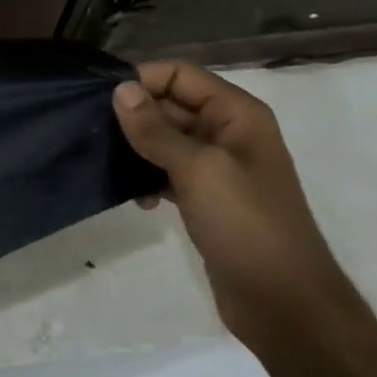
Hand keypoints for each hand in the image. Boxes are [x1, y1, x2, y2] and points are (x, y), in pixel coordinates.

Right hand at [112, 61, 356, 341]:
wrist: (283, 301)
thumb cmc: (246, 224)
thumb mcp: (198, 169)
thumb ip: (156, 128)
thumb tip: (119, 89)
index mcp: (236, 114)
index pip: (178, 75)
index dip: (140, 80)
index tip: (98, 101)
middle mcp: (227, 132)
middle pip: (169, 104)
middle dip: (132, 116)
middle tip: (93, 134)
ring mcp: (217, 167)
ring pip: (163, 139)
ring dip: (136, 149)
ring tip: (110, 167)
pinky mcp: (205, 197)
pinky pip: (166, 171)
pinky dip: (147, 178)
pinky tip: (137, 200)